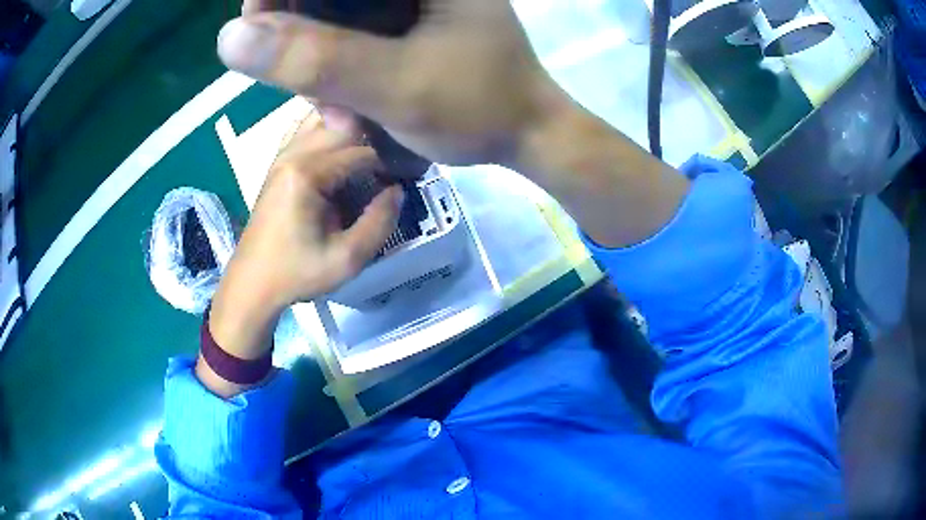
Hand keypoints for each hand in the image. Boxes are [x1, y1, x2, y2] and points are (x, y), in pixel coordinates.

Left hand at [206, 112, 401, 368]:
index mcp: (308, 174)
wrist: (253, 282)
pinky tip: (340, 151)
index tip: (405, 178)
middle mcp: (293, 154)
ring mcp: (282, 155)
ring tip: (368, 155)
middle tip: (389, 166)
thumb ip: (379, 223)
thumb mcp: (346, 259)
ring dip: (350, 132)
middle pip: (344, 128)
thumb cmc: (297, 273)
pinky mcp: (278, 162)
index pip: (362, 152)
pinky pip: (307, 131)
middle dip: (372, 141)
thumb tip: (397, 190)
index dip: (389, 164)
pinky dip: (328, 132)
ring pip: (324, 121)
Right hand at [218, 0, 564, 165]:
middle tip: (295, 78)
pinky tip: (348, 103)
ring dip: (315, 56)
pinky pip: (348, 31)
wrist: (525, 132)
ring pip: (330, 12)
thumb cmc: (479, 107)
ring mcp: (406, 1)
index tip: (256, 31)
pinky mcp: (404, 22)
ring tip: (335, 107)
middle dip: (295, 31)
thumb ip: (315, 58)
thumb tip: (230, 36)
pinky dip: (335, 64)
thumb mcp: (395, 84)